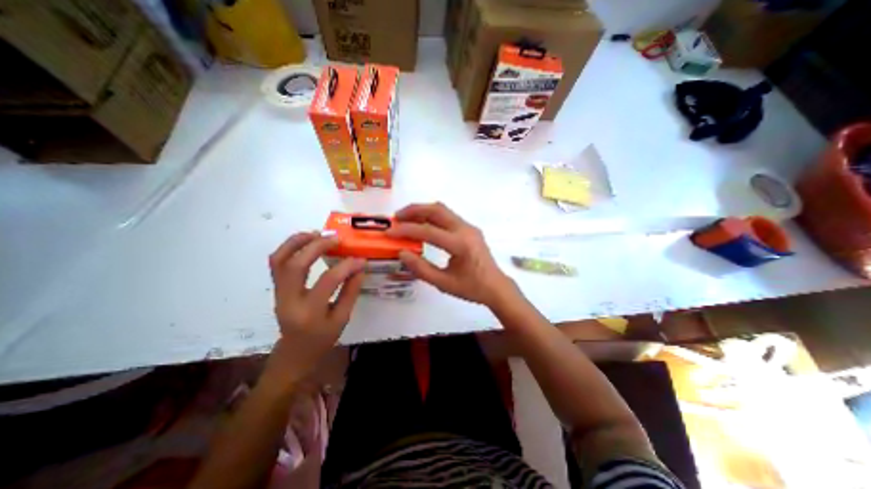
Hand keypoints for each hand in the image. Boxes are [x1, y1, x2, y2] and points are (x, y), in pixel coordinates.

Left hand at [268, 233, 363, 381]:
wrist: (294, 352)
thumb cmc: (322, 339)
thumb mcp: (342, 319)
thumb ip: (351, 292)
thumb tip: (359, 268)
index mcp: (309, 313)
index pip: (327, 281)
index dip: (345, 267)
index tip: (359, 259)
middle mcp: (288, 300)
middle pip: (296, 265)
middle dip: (316, 247)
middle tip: (335, 238)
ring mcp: (278, 292)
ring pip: (279, 260)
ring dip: (297, 242)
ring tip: (316, 233)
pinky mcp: (277, 288)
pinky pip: (277, 263)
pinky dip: (289, 247)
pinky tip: (306, 242)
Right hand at [387, 200, 514, 306]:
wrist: (496, 286)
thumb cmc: (472, 288)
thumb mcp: (444, 283)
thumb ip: (421, 269)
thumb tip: (402, 252)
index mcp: (461, 244)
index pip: (429, 231)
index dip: (406, 231)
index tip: (389, 232)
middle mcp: (466, 230)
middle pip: (436, 210)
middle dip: (414, 210)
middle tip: (397, 218)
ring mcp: (469, 227)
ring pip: (442, 210)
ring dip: (423, 211)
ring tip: (406, 219)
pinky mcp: (469, 228)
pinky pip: (448, 216)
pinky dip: (432, 216)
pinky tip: (422, 225)